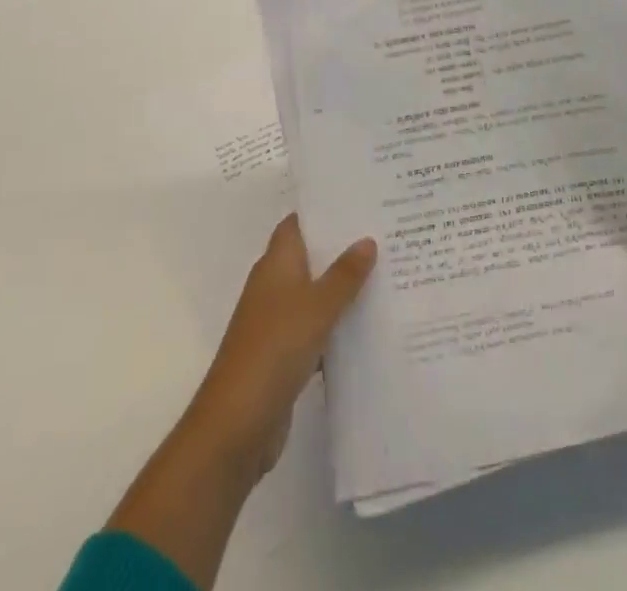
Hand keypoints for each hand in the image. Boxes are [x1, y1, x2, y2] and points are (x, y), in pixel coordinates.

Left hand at [187, 214, 376, 476]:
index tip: (361, 200)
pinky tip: (372, 324)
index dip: (325, 210)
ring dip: (345, 287)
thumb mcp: (316, 306)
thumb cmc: (274, 349)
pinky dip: (340, 325)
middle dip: (344, 247)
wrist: (236, 426)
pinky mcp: (286, 356)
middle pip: (311, 256)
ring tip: (390, 272)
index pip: (298, 223)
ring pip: (318, 294)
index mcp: (276, 264)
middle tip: (387, 233)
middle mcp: (275, 286)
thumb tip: (367, 239)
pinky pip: (319, 329)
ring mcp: (278, 322)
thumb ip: (344, 274)